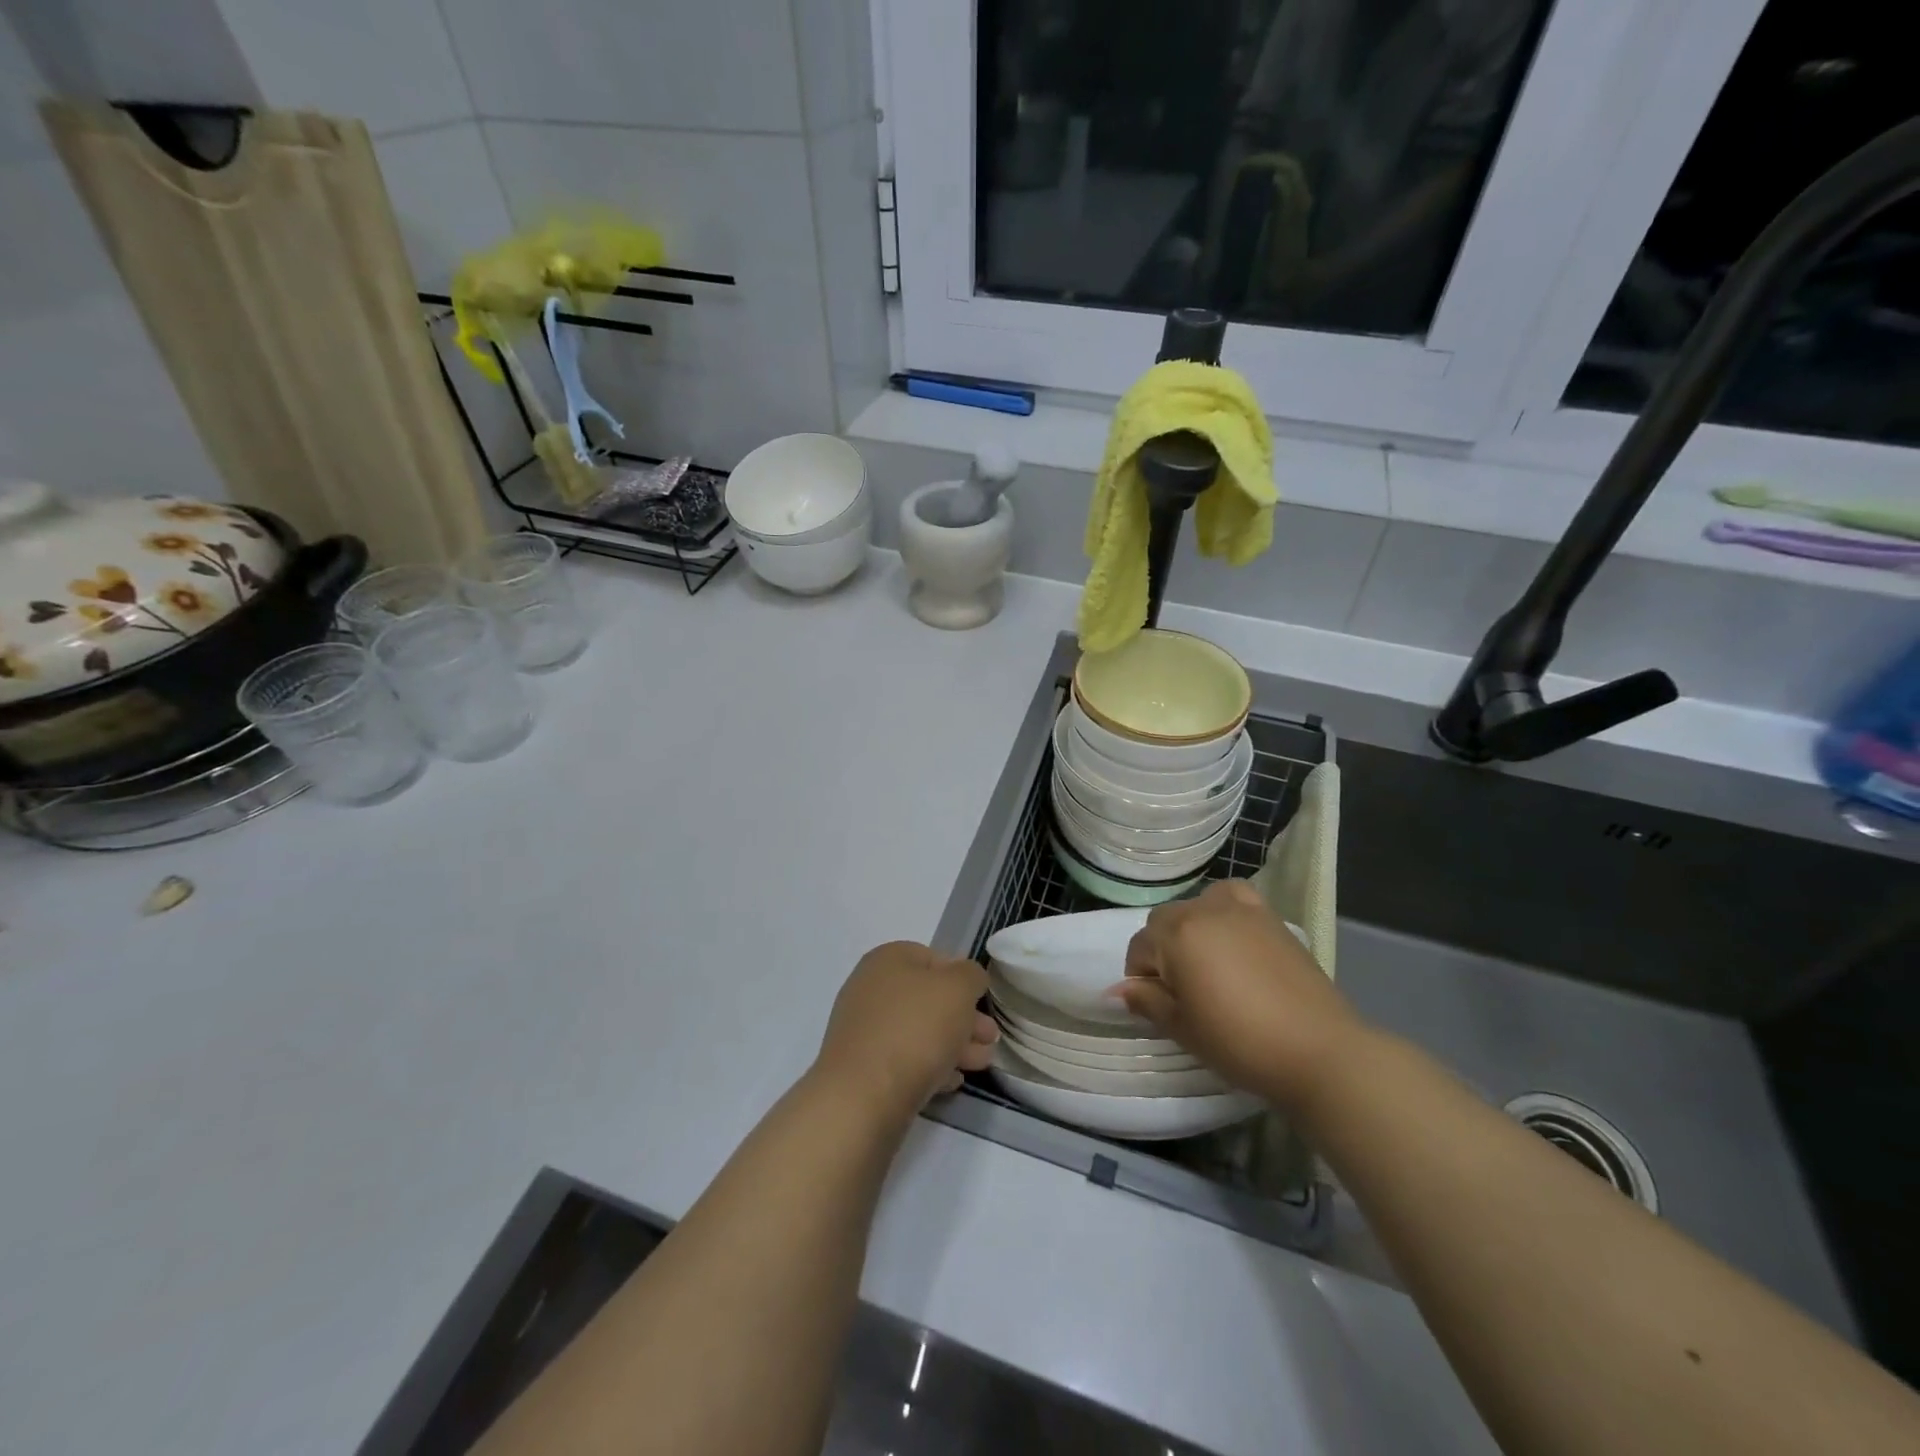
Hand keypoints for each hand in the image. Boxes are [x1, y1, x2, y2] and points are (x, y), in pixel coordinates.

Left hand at [817, 942, 998, 1111]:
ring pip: (919, 1031)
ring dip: (953, 1044)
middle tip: (990, 1039)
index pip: (934, 958)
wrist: (863, 1096)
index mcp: (888, 959)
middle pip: (928, 998)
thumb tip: (968, 979)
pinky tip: (952, 1081)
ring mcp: (864, 1029)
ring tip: (981, 1064)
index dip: (963, 978)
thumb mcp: (958, 988)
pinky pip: (904, 1059)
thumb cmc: (915, 1029)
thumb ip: (971, 975)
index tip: (983, 1002)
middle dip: (964, 1017)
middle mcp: (870, 988)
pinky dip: (931, 1066)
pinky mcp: (863, 1067)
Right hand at [1114, 880, 1363, 1111]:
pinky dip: (1225, 913)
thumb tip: (1116, 991)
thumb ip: (1147, 1001)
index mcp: (1176, 934)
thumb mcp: (1183, 1028)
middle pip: (1165, 920)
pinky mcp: (1271, 918)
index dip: (1140, 977)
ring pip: (1197, 907)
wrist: (1319, 1050)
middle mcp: (1204, 909)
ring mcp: (1241, 909)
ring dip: (1192, 929)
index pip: (1139, 946)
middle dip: (1163, 949)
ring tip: (1208, 965)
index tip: (1157, 1005)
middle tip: (1183, 991)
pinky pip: (1234, 900)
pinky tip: (1235, 942)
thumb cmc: (1239, 1041)